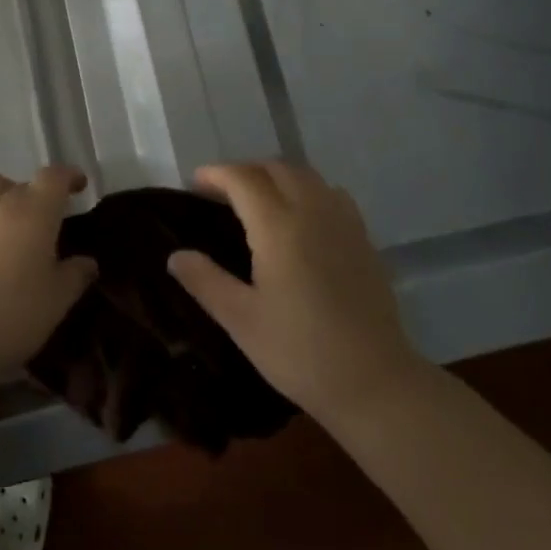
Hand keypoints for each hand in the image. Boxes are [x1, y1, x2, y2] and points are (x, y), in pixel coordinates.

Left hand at [0, 166, 97, 381]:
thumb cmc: (13, 312)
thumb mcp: (57, 300)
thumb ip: (75, 275)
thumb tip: (87, 262)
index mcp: (34, 210)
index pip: (54, 177)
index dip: (69, 177)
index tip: (78, 185)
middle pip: (18, 182)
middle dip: (33, 194)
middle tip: (41, 220)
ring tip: (6, 226)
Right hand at [168, 162, 415, 422]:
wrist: (375, 381)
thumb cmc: (300, 352)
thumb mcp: (241, 320)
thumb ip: (205, 281)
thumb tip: (175, 256)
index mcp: (279, 226)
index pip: (243, 179)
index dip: (216, 174)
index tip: (194, 184)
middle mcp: (313, 211)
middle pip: (276, 168)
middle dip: (245, 171)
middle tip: (220, 193)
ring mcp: (343, 222)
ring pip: (306, 176)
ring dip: (276, 176)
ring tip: (257, 200)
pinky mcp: (363, 239)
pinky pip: (330, 193)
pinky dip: (306, 190)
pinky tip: (300, 218)